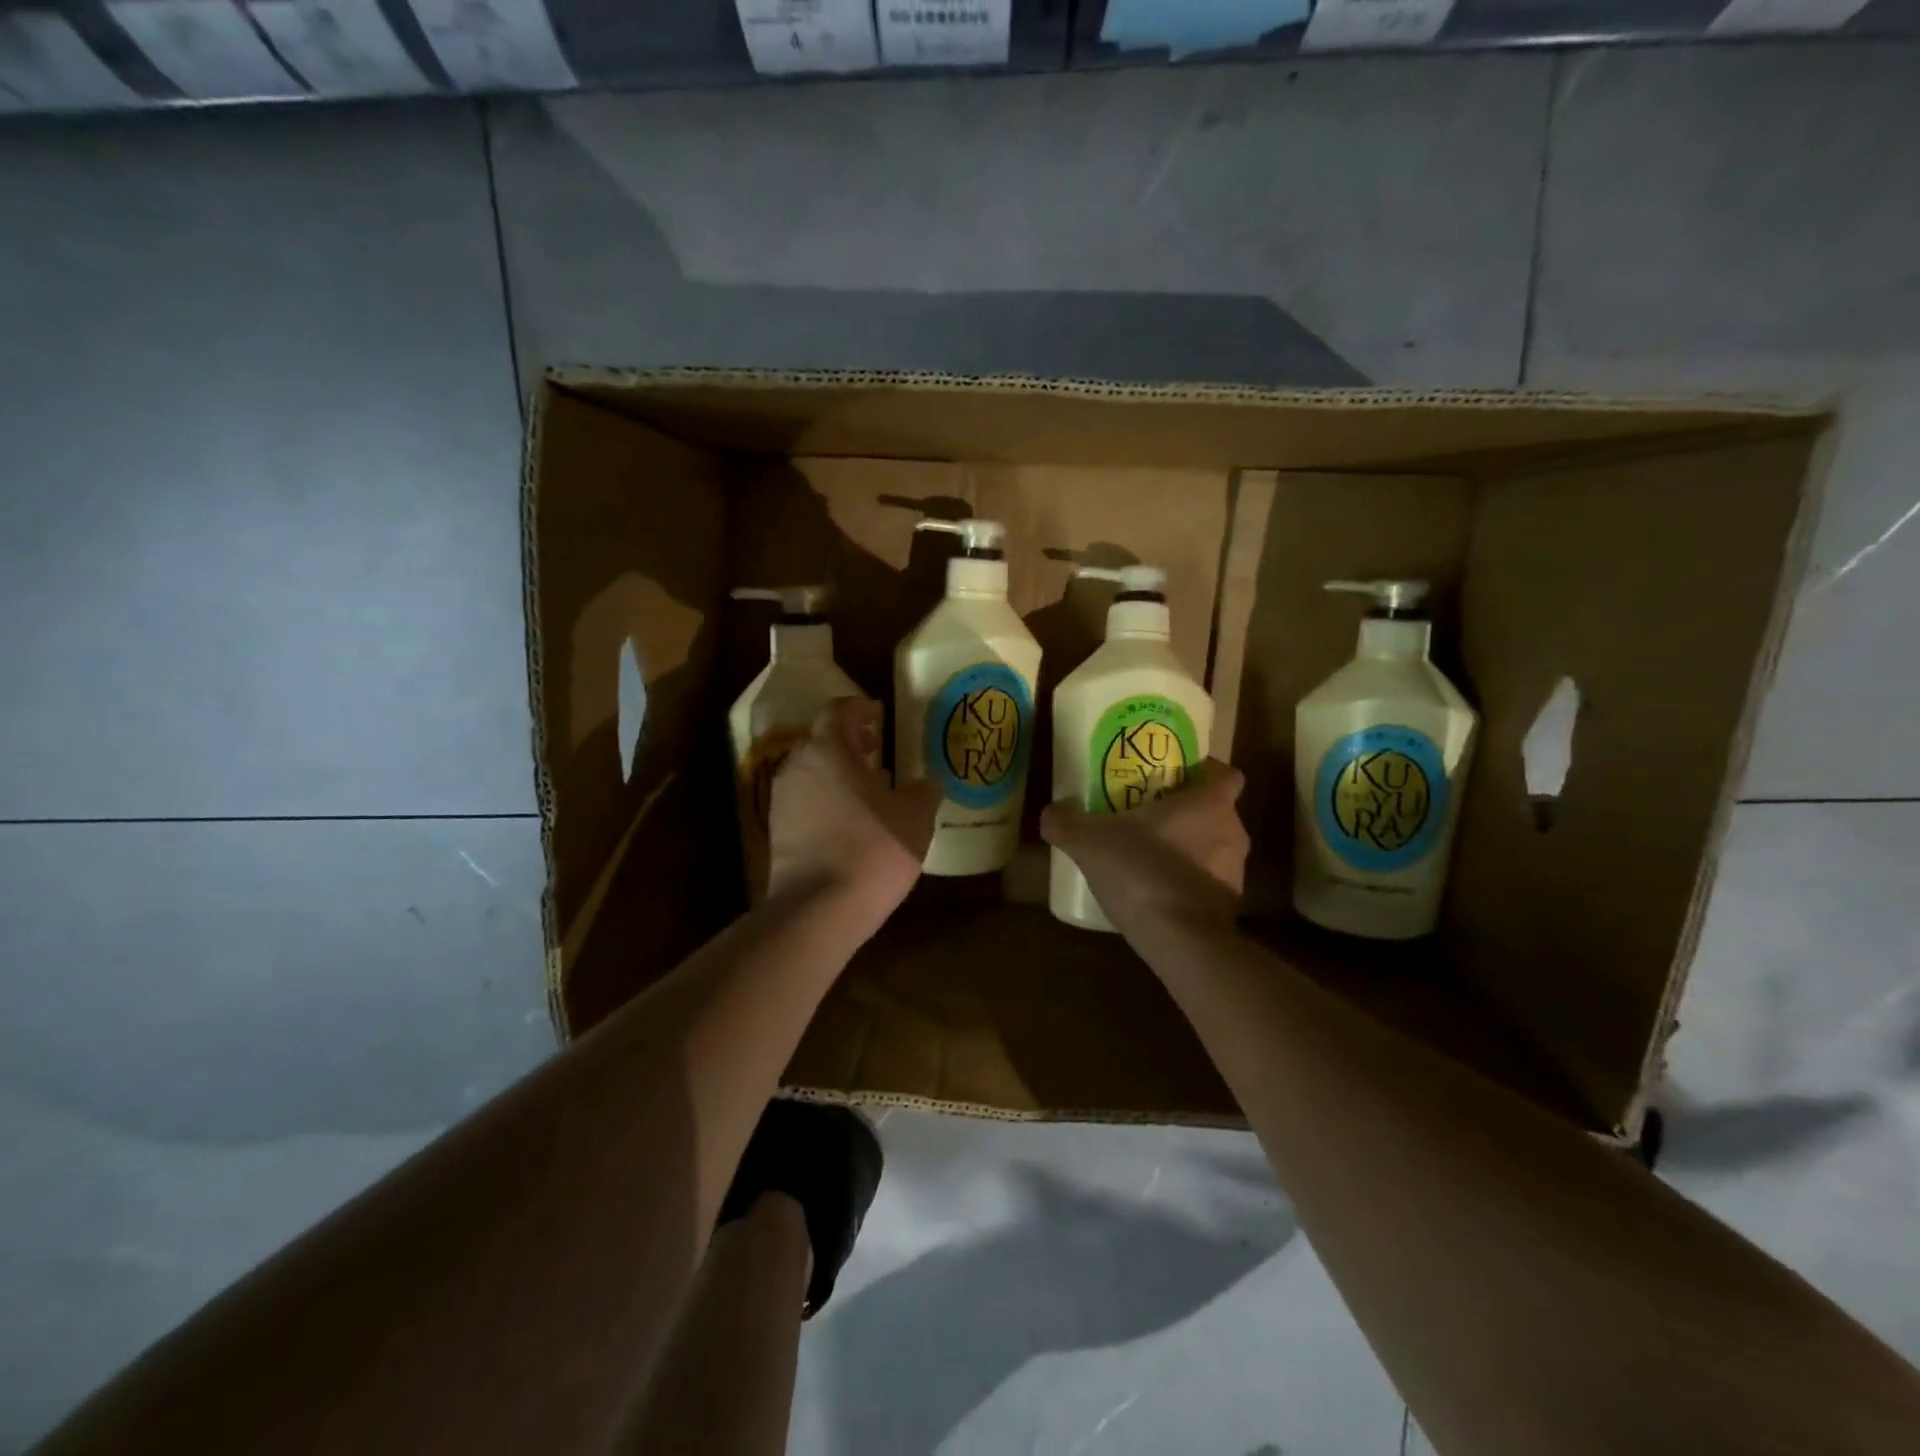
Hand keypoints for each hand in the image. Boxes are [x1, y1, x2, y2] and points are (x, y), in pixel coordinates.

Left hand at [768, 699, 939, 934]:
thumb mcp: (915, 818)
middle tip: (877, 749)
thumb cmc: (872, 850)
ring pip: (810, 770)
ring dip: (836, 770)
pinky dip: (825, 797)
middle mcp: (797, 765)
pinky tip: (849, 819)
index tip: (879, 715)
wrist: (818, 910)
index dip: (861, 708)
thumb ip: (923, 791)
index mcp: (828, 749)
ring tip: (866, 786)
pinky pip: (804, 799)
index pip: (839, 710)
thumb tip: (929, 781)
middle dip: (848, 740)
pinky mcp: (776, 830)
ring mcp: (781, 799)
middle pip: (821, 739)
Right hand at [1040, 759, 1248, 933]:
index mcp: (1209, 804)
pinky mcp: (1228, 906)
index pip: (1225, 774)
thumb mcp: (1090, 843)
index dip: (1204, 772)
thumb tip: (1049, 812)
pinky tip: (1155, 892)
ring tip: (1148, 854)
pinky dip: (1187, 882)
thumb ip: (1066, 823)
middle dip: (1186, 811)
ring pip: (1213, 847)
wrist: (1180, 943)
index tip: (1175, 777)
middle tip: (1147, 814)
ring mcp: (1234, 872)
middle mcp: (1232, 832)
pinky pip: (1207, 883)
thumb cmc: (1143, 874)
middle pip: (1215, 811)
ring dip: (1187, 848)